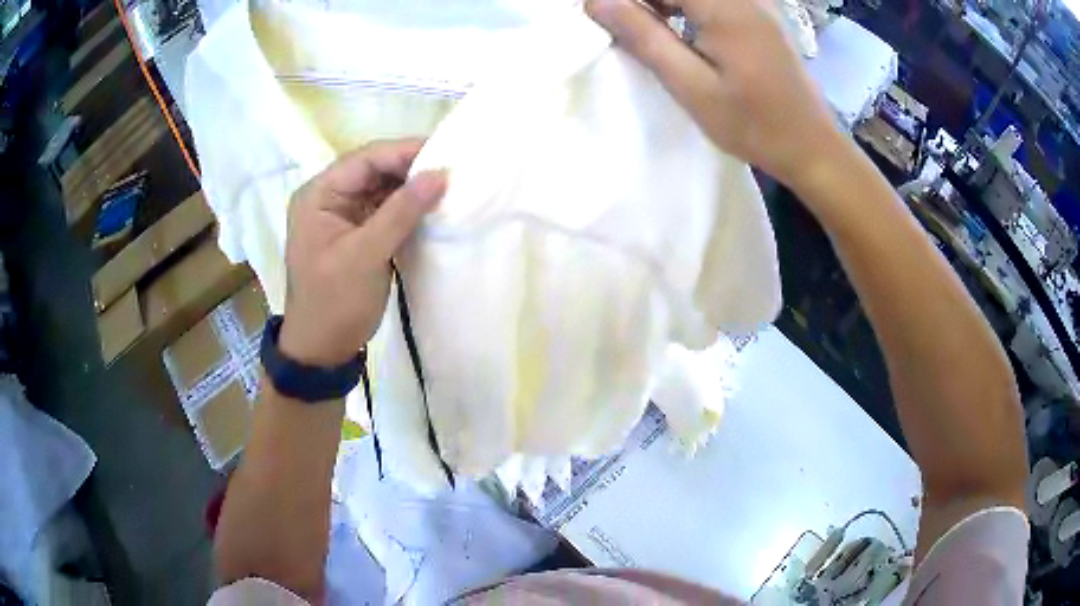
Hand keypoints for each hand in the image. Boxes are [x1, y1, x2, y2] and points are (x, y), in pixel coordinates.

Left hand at [280, 139, 446, 366]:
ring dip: (412, 188)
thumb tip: (440, 173)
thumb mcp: (366, 255)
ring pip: (382, 189)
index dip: (404, 152)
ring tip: (449, 185)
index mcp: (319, 195)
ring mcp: (342, 215)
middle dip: (411, 168)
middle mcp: (328, 197)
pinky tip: (432, 207)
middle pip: (374, 170)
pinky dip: (407, 208)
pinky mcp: (357, 233)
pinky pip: (384, 210)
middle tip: (454, 168)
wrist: (322, 349)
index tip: (446, 153)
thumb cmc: (335, 302)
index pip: (365, 159)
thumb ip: (401, 211)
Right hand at [585, 0, 845, 191]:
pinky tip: (674, 29)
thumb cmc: (754, 125)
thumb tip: (596, 2)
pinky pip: (712, 1)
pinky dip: (685, 8)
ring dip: (662, 4)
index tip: (599, 13)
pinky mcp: (760, 14)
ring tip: (643, 30)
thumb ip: (644, 37)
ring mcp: (755, 2)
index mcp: (725, 6)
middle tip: (620, 26)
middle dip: (644, 2)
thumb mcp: (692, 87)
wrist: (812, 146)